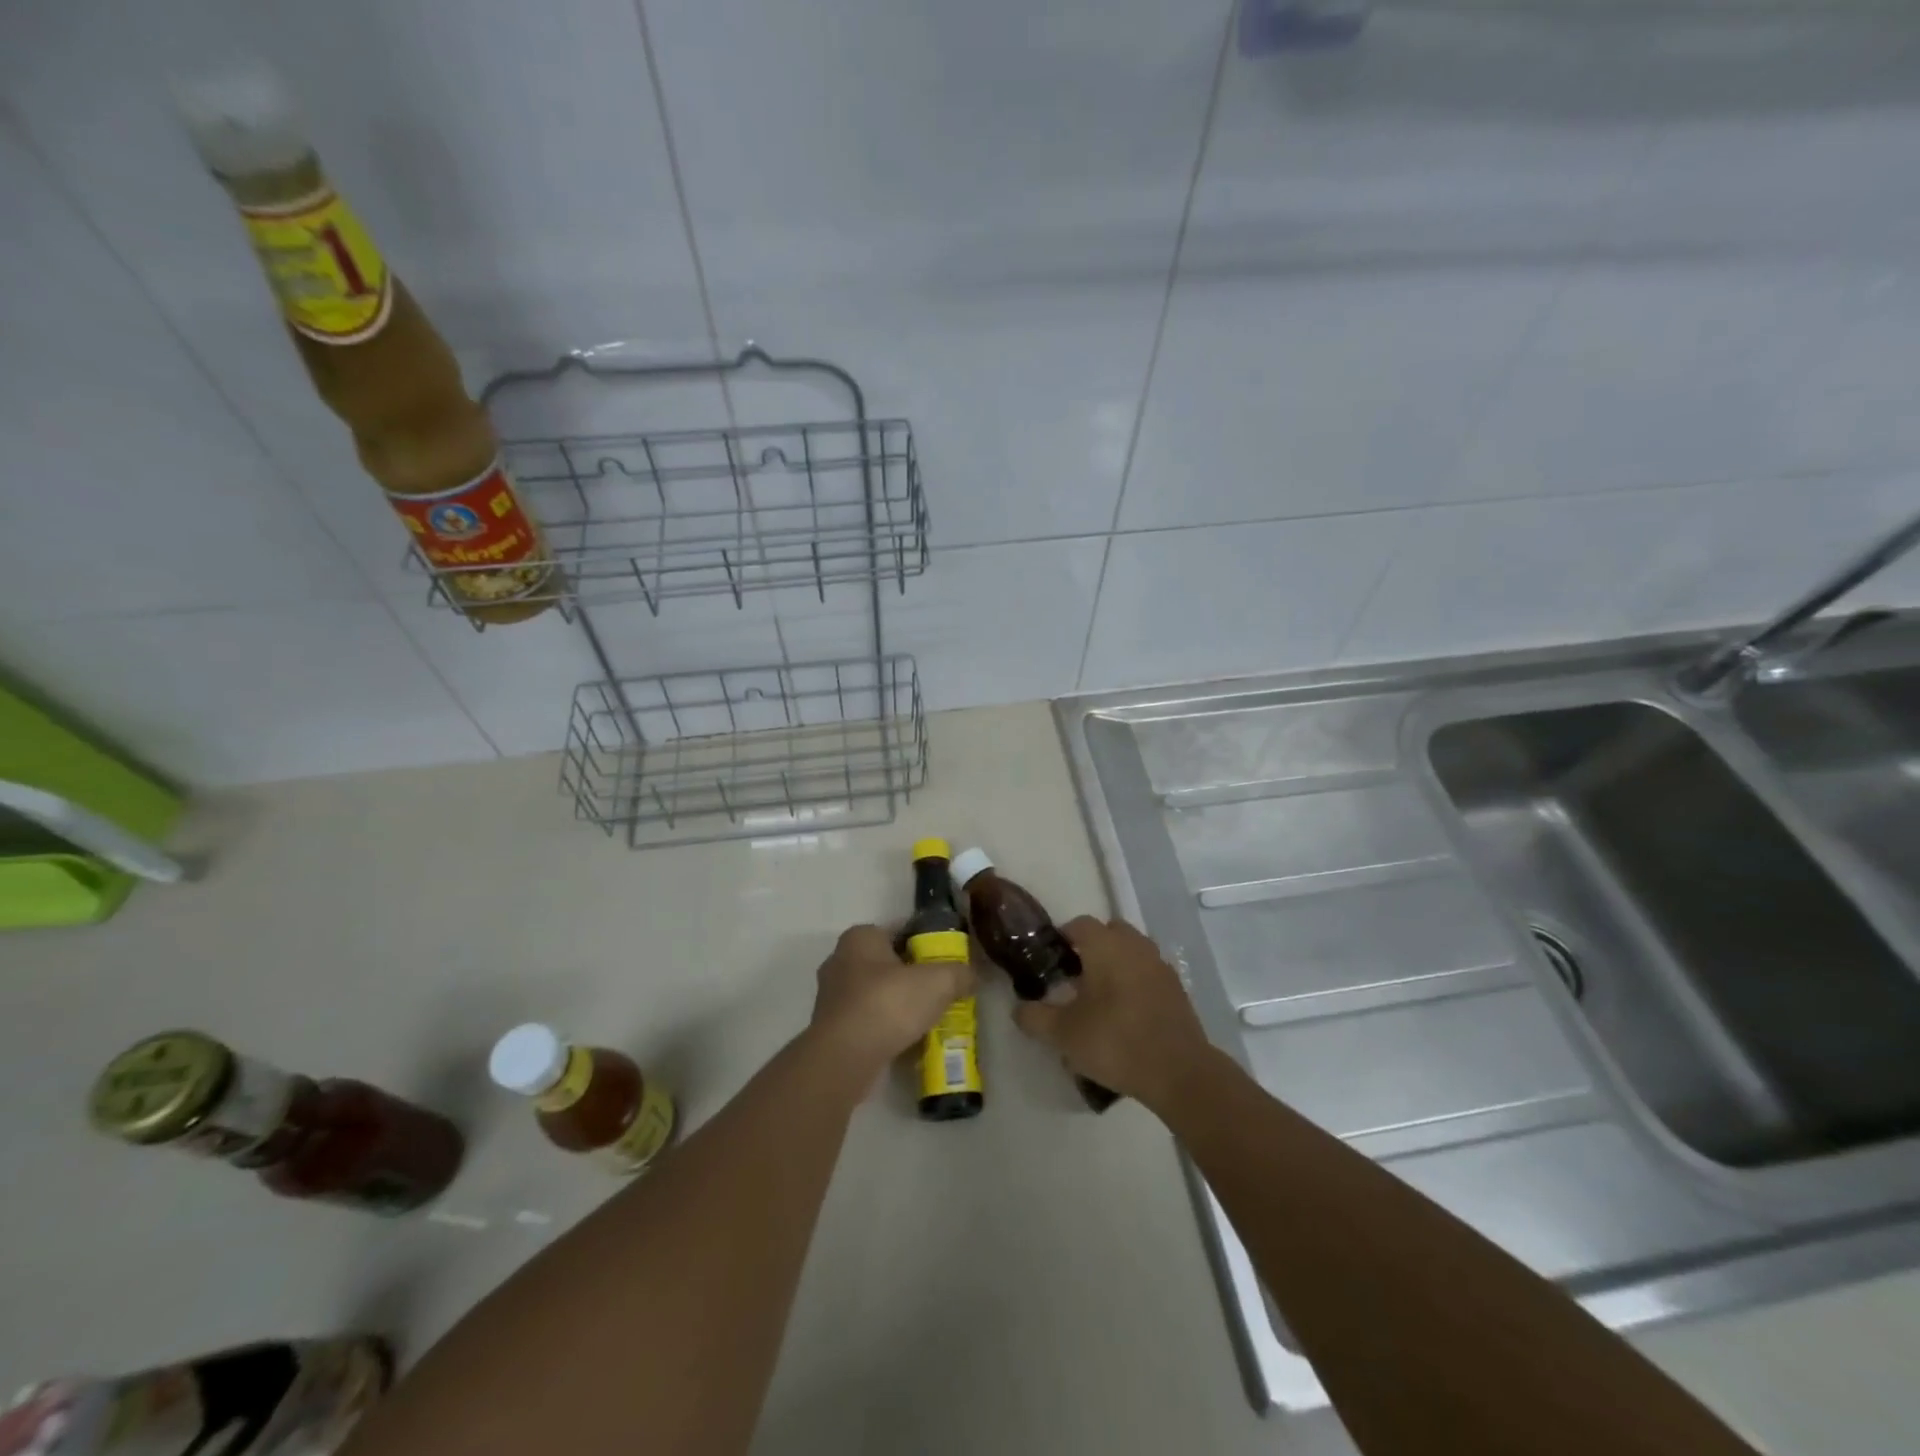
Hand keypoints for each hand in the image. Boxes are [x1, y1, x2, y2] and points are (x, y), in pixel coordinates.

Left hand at [808, 924, 974, 1072]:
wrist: (845, 1058)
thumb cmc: (888, 1004)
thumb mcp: (938, 982)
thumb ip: (959, 974)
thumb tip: (973, 976)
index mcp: (860, 937)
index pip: (900, 930)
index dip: (926, 943)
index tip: (947, 961)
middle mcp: (841, 960)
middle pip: (888, 963)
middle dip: (913, 976)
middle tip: (942, 991)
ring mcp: (832, 996)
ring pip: (877, 993)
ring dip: (899, 1004)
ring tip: (929, 1019)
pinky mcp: (832, 1028)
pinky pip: (868, 1020)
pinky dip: (886, 1028)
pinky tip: (908, 1041)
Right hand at [1013, 917, 1213, 1109]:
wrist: (1178, 1071)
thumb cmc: (1114, 1041)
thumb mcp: (1063, 1034)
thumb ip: (1035, 1017)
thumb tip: (1019, 1009)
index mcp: (1105, 945)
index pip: (1079, 924)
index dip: (1062, 938)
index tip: (1050, 962)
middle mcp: (1134, 945)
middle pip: (1109, 932)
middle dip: (1091, 948)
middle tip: (1074, 977)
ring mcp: (1159, 965)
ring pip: (1131, 951)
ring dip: (1115, 963)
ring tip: (1099, 996)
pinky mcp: (1176, 988)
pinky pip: (1148, 972)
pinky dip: (1135, 981)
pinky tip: (1125, 1012)